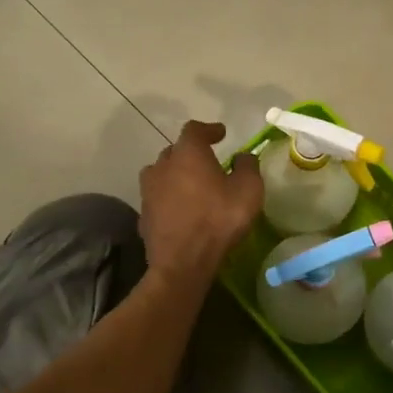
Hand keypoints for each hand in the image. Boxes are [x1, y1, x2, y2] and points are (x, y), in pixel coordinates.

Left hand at [138, 120, 262, 281]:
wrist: (182, 263)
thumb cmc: (218, 220)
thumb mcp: (248, 190)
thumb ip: (247, 166)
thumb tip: (242, 157)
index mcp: (188, 153)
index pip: (194, 130)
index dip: (208, 129)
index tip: (221, 133)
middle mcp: (162, 165)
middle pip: (175, 150)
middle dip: (191, 153)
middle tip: (208, 162)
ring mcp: (148, 191)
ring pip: (162, 173)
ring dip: (176, 175)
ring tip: (192, 185)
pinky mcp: (143, 214)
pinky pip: (158, 198)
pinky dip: (169, 198)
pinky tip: (182, 210)